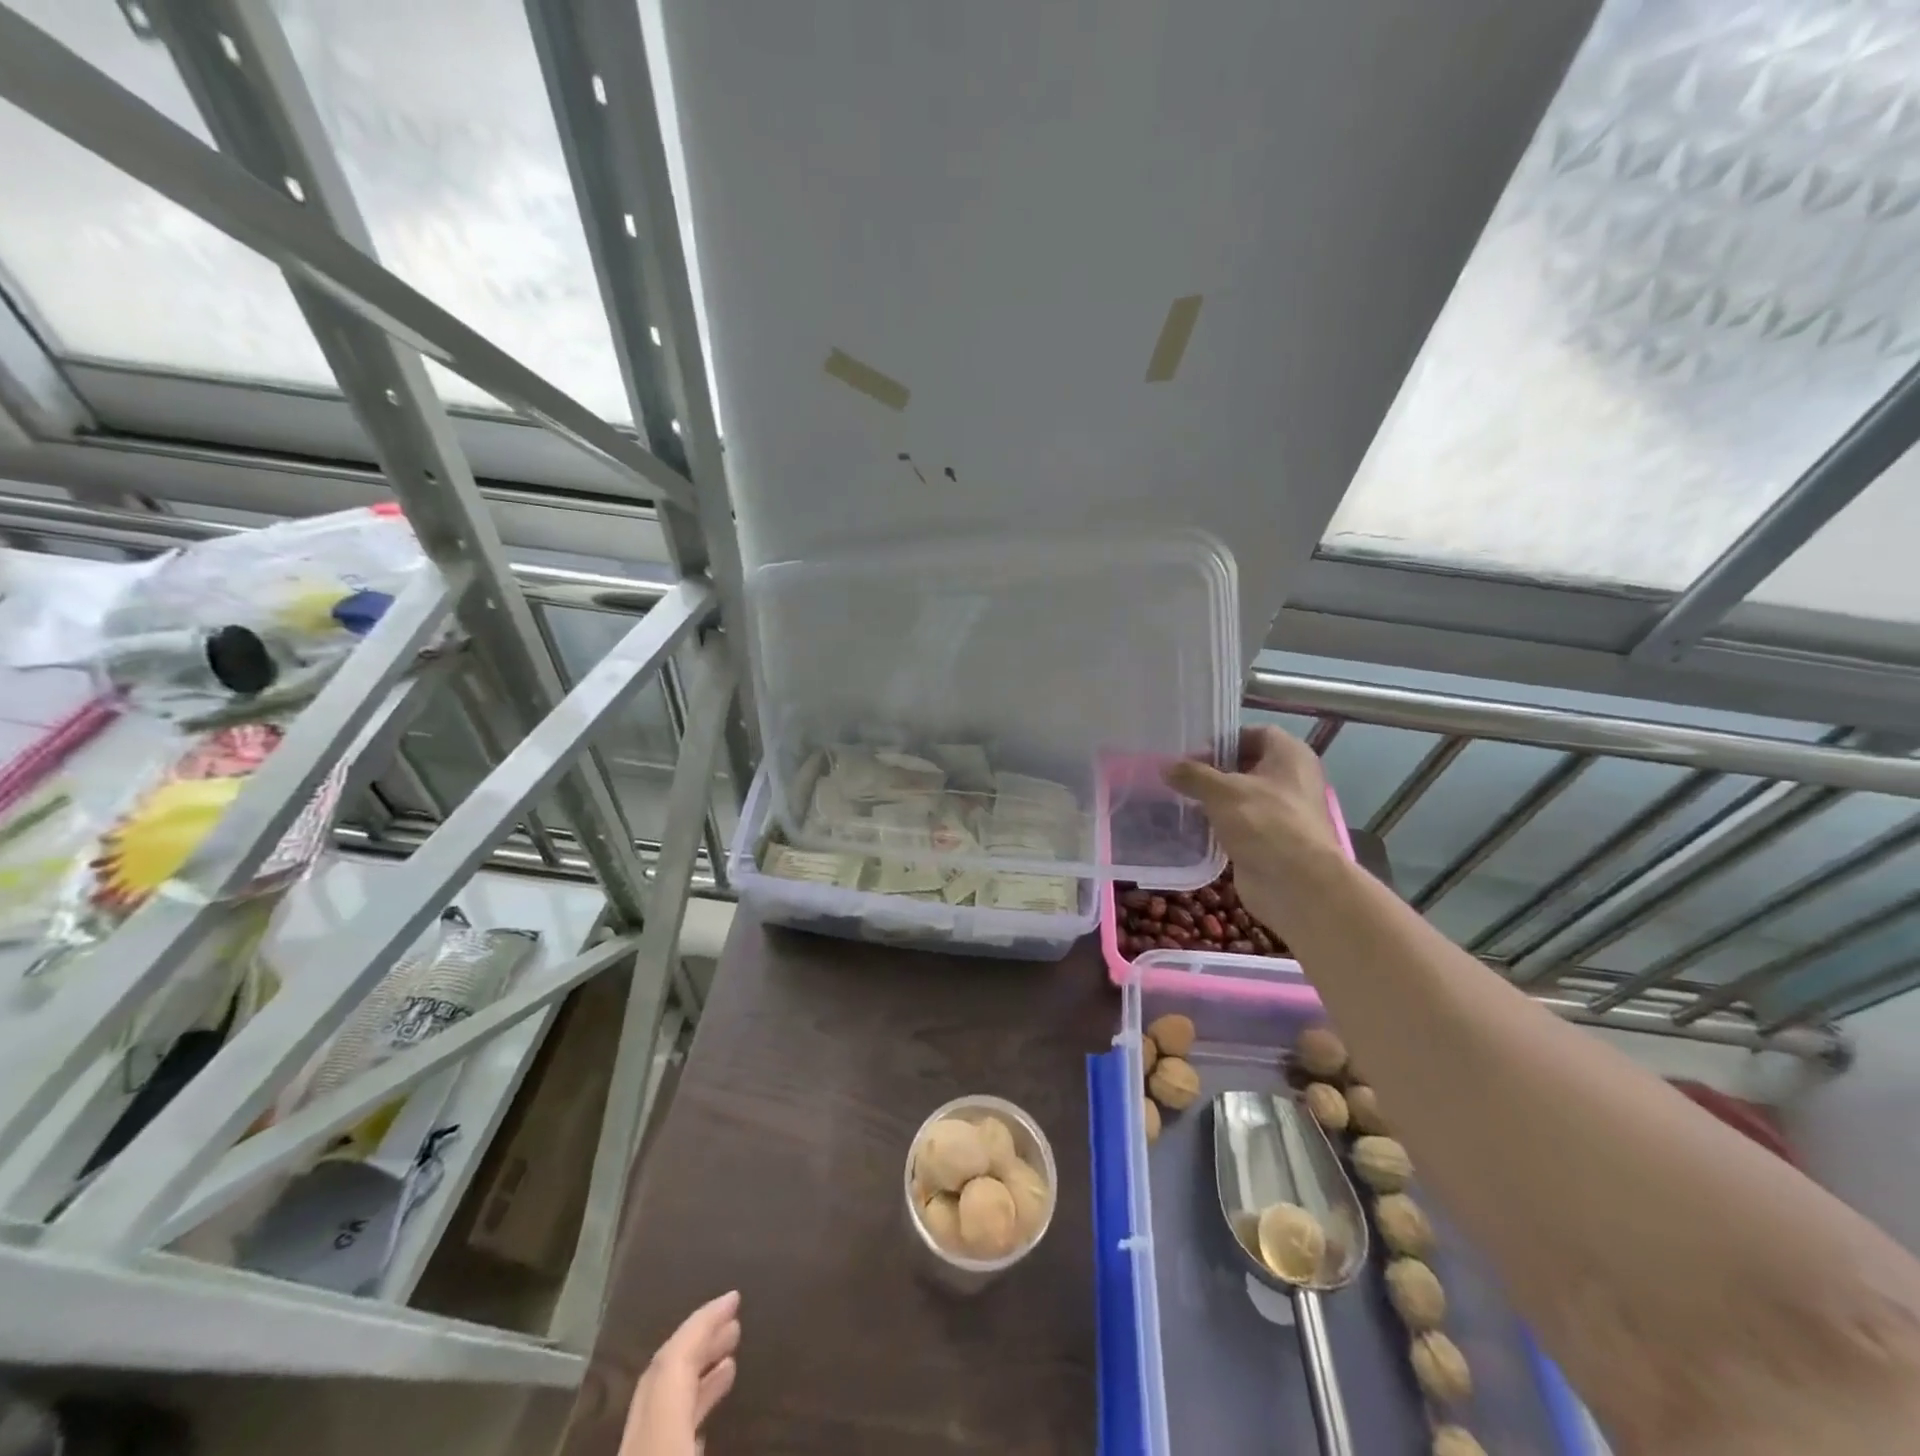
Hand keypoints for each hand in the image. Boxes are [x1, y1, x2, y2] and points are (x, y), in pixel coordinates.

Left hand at [618, 1291, 740, 1455]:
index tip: (733, 1298)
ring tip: (729, 1364)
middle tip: (734, 1325)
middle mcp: (633, 1444)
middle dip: (697, 1344)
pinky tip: (702, 1426)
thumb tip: (753, 1379)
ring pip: (656, 1409)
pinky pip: (654, 1440)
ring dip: (692, 1381)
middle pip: (659, 1379)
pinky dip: (681, 1416)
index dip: (703, 1323)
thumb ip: (741, 1434)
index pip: (671, 1363)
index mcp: (654, 1440)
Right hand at [1165, 727, 1339, 936]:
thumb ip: (1192, 775)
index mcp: (1290, 755)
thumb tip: (1165, 766)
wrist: (1296, 884)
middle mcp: (1291, 779)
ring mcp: (1283, 811)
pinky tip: (1194, 825)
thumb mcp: (1221, 791)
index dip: (1224, 740)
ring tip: (1180, 798)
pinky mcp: (1271, 839)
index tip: (1194, 753)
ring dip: (1215, 798)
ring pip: (1243, 796)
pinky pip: (1242, 822)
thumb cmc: (1264, 822)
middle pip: (1247, 764)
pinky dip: (1221, 822)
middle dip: (1214, 769)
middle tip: (1181, 775)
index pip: (1255, 733)